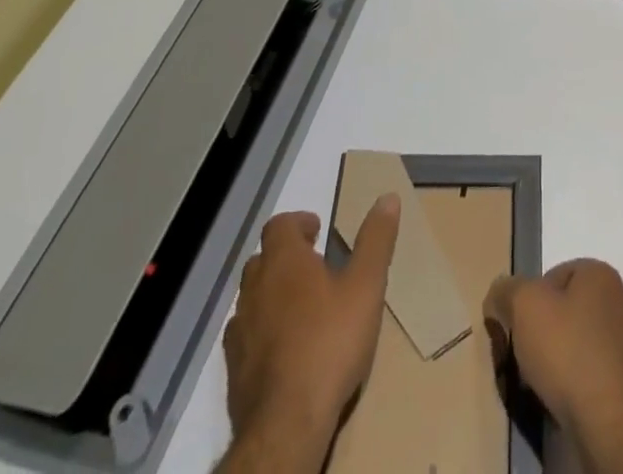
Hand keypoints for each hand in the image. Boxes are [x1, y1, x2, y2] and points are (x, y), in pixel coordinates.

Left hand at [219, 199, 399, 471]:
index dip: (298, 223)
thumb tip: (388, 197)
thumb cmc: (330, 342)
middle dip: (286, 258)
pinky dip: (263, 332)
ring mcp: (240, 332)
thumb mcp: (366, 286)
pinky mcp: (234, 372)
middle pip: (262, 260)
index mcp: (284, 262)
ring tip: (302, 308)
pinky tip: (286, 349)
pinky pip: (246, 337)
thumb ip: (375, 240)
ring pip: (252, 299)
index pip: (279, 225)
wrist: (286, 424)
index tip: (318, 231)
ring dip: (272, 295)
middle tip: (314, 267)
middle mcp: (254, 290)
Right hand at [482, 260, 622, 437]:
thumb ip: (506, 291)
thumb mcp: (523, 305)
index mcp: (600, 273)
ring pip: (577, 343)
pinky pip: (590, 373)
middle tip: (524, 357)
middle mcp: (619, 299)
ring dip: (557, 360)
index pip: (553, 275)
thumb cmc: (568, 350)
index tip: (517, 328)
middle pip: (566, 310)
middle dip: (542, 332)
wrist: (610, 422)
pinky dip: (573, 383)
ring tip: (539, 383)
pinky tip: (561, 400)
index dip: (529, 301)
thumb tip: (498, 295)